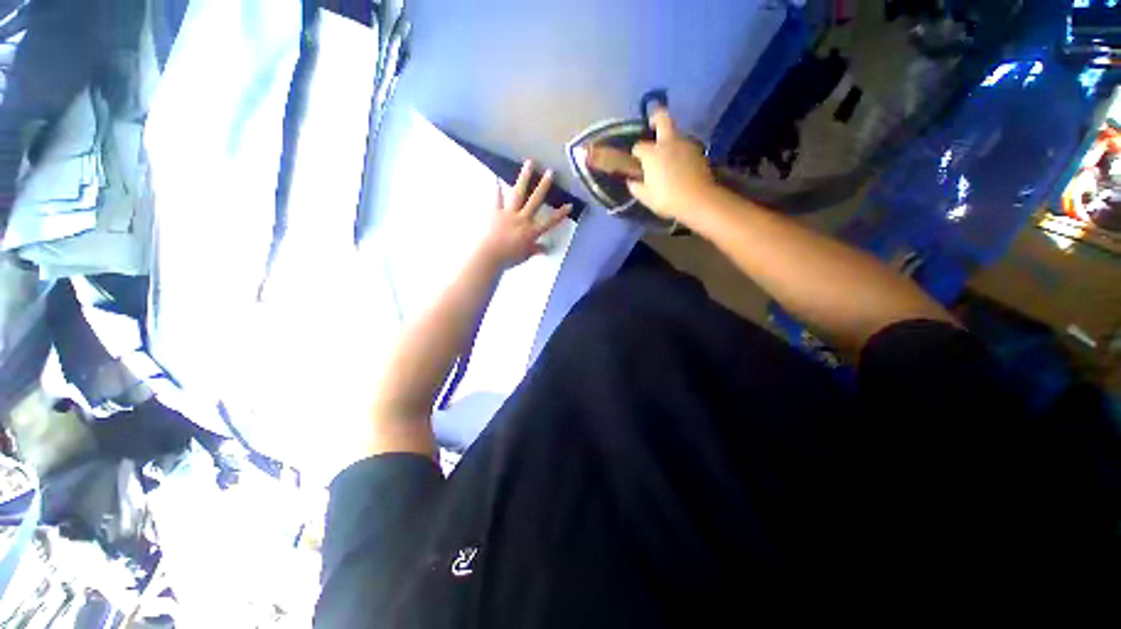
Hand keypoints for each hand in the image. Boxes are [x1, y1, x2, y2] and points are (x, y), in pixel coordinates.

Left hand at [478, 160, 571, 268]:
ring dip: (524, 177)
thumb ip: (536, 250)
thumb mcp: (525, 255)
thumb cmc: (508, 258)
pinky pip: (496, 198)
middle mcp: (522, 219)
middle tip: (550, 172)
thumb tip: (546, 249)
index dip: (561, 214)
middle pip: (535, 200)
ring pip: (518, 193)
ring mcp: (508, 213)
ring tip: (529, 163)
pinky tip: (496, 177)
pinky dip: (496, 188)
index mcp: (531, 231)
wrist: (489, 255)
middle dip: (544, 186)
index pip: (550, 222)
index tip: (570, 205)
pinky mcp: (495, 212)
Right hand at [627, 109, 716, 223]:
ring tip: (667, 155)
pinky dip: (680, 150)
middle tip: (652, 125)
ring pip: (675, 133)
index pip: (639, 147)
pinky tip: (679, 165)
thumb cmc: (667, 198)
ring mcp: (685, 144)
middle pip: (662, 118)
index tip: (636, 162)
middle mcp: (668, 143)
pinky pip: (685, 145)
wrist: (698, 200)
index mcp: (651, 153)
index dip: (636, 153)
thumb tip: (632, 181)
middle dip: (656, 118)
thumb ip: (636, 187)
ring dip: (669, 139)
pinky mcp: (698, 151)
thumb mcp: (646, 197)